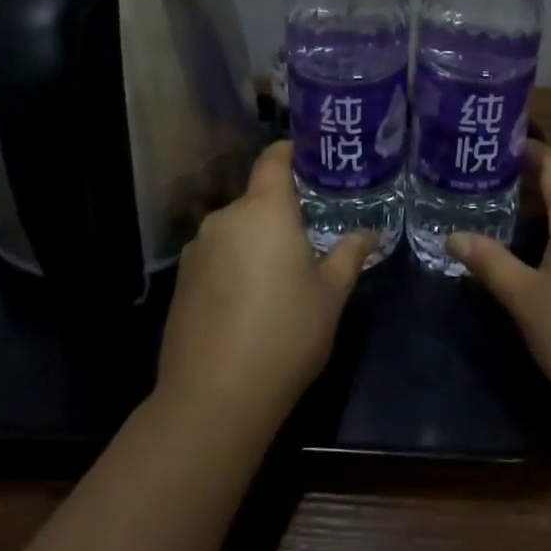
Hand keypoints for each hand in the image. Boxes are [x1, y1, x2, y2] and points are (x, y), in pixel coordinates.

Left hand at [155, 142, 374, 434]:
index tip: (311, 158)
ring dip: (257, 241)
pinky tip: (249, 302)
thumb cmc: (285, 334)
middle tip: (310, 236)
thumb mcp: (330, 295)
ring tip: (280, 275)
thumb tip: (369, 234)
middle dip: (281, 212)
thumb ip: (349, 255)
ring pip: (236, 230)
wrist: (213, 398)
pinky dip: (234, 265)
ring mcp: (197, 250)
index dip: (291, 152)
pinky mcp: (181, 281)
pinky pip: (216, 257)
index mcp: (264, 209)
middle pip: (256, 199)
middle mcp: (225, 218)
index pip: (273, 159)